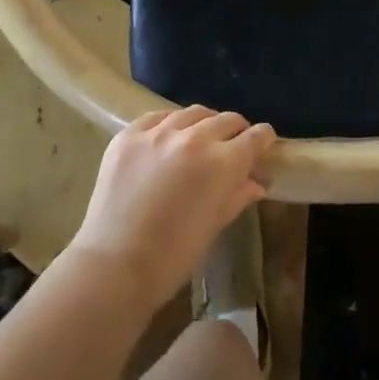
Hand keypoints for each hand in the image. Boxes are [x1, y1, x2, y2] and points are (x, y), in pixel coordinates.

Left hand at [65, 105, 275, 311]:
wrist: (113, 266)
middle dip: (236, 130)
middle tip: (233, 144)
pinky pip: (157, 117)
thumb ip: (238, 195)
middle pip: (226, 119)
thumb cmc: (172, 257)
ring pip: (192, 113)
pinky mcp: (129, 135)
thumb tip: (258, 182)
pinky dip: (169, 124)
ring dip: (203, 123)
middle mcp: (193, 138)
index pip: (254, 137)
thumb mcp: (214, 225)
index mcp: (221, 163)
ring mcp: (158, 133)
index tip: (265, 143)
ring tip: (200, 138)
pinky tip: (167, 138)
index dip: (263, 138)